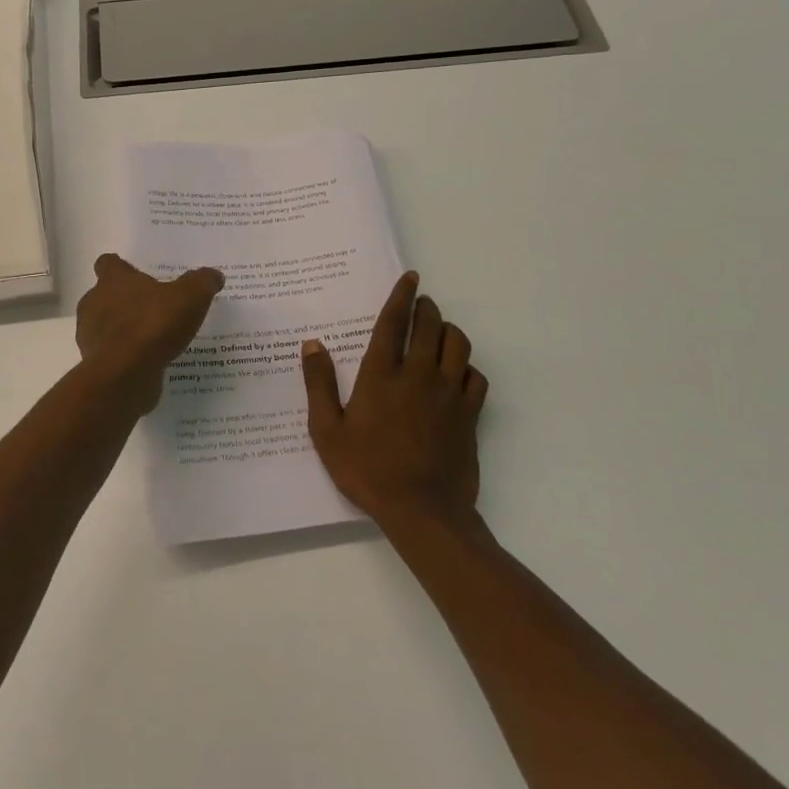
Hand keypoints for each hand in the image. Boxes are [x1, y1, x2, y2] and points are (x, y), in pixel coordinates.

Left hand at [76, 254, 224, 415]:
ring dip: (123, 328)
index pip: (108, 263)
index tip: (136, 274)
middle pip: (104, 295)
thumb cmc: (153, 325)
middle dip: (123, 300)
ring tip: (152, 337)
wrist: (125, 374)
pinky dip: (125, 354)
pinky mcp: (95, 363)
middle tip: (151, 306)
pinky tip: (148, 361)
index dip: (121, 267)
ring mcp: (91, 334)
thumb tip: (214, 275)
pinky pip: (111, 353)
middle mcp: (95, 302)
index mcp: (113, 280)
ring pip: (104, 324)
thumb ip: (202, 283)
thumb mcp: (190, 297)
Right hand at [301, 272, 487, 531]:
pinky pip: (476, 377)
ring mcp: (449, 394)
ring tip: (438, 331)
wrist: (422, 511)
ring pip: (458, 344)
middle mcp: (419, 375)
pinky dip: (467, 367)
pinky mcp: (470, 414)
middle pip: (430, 325)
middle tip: (421, 303)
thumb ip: (319, 384)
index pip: (394, 322)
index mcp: (382, 375)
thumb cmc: (368, 470)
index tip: (410, 277)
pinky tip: (458, 373)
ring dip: (448, 330)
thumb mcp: (327, 431)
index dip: (402, 296)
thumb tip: (312, 344)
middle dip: (426, 307)